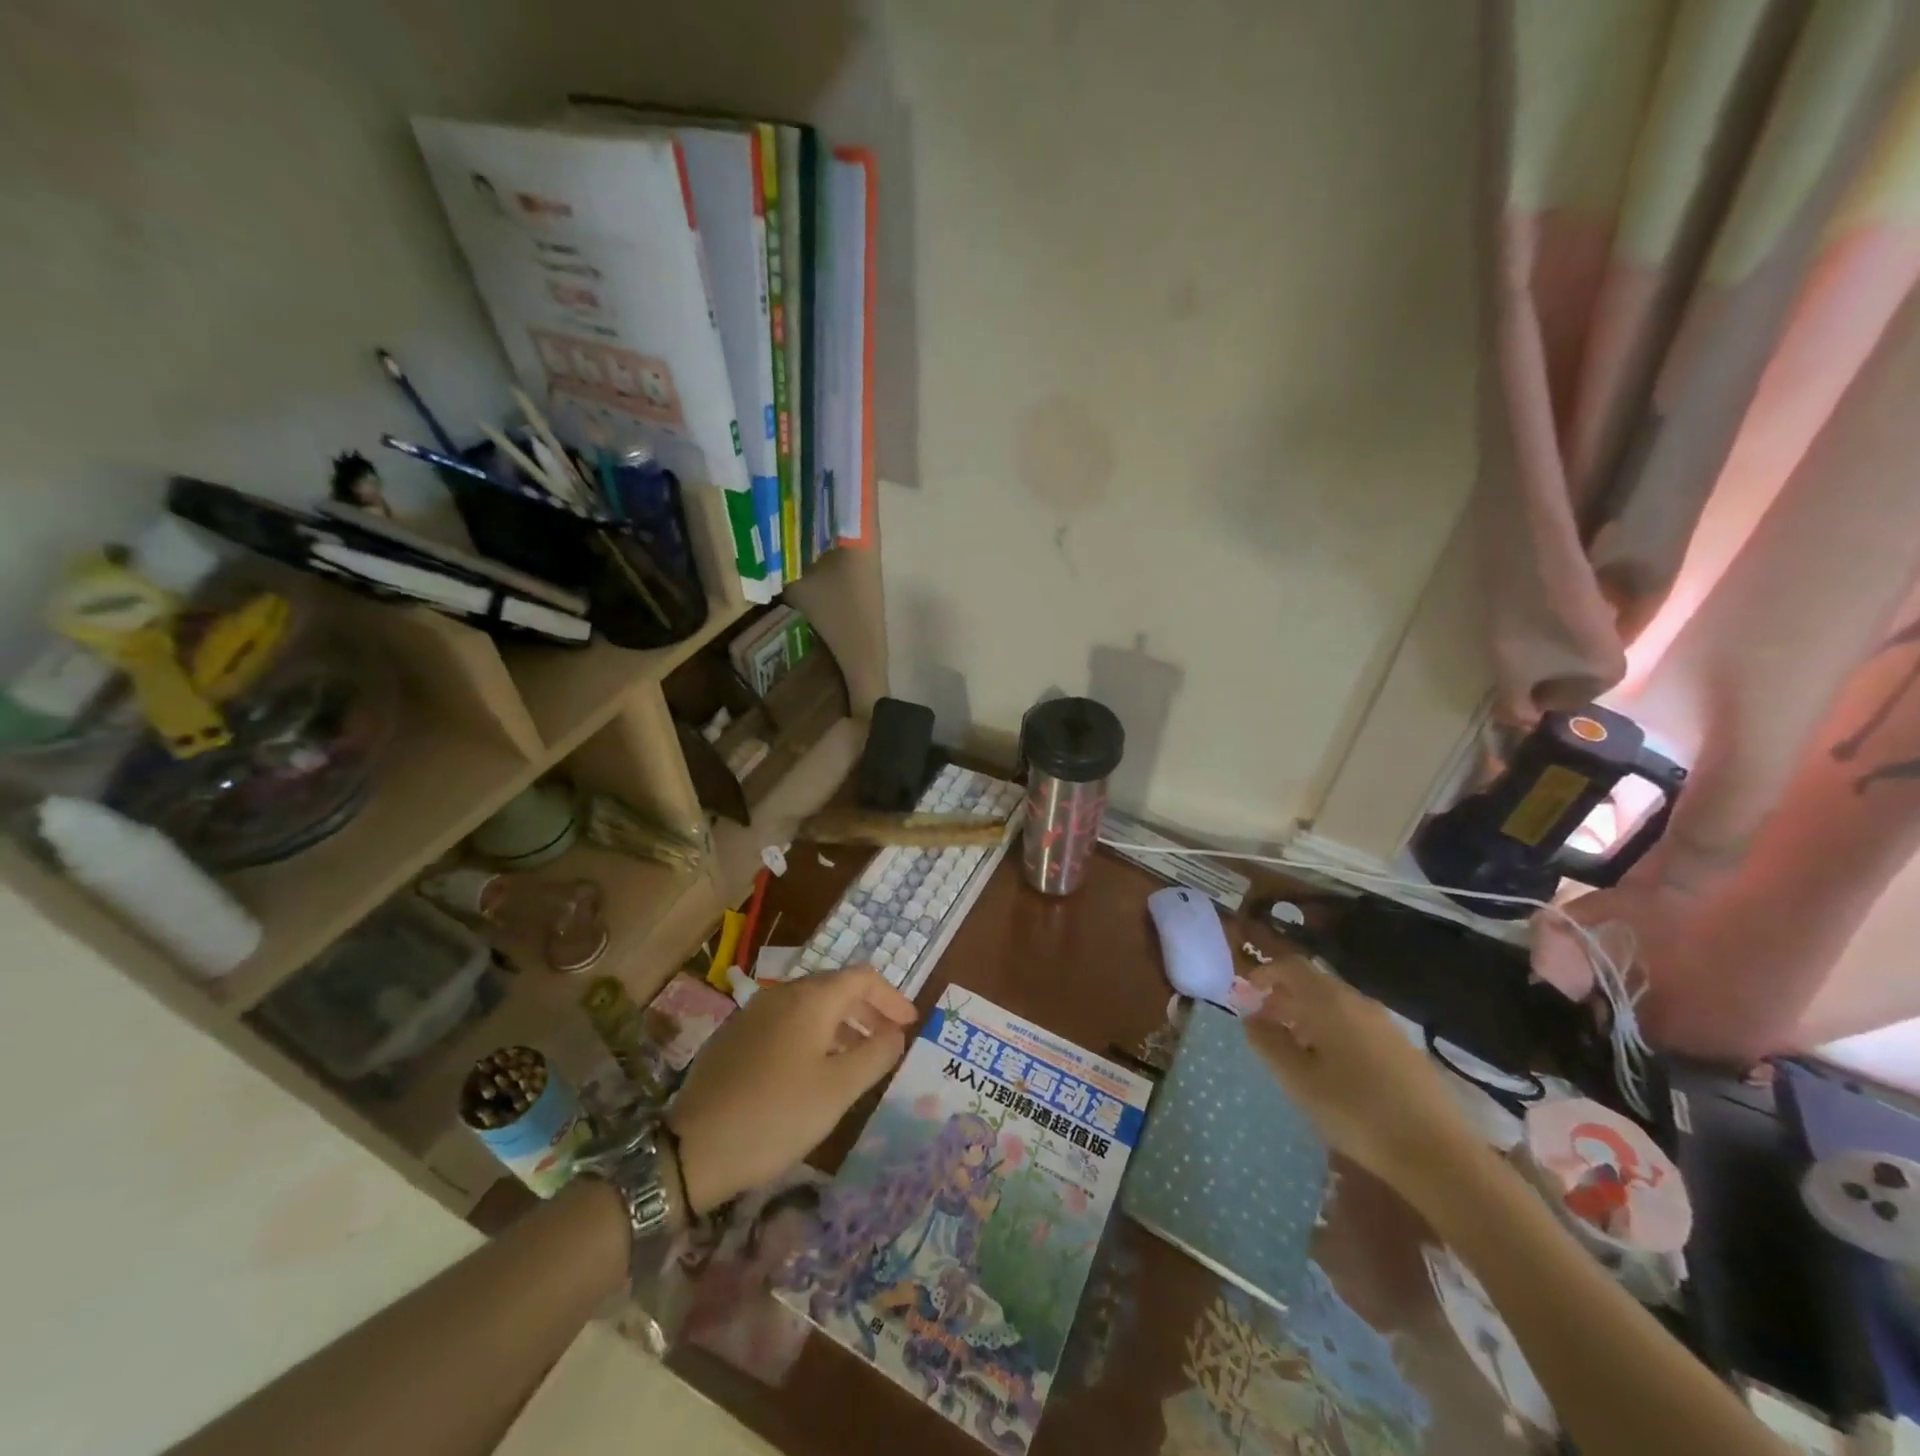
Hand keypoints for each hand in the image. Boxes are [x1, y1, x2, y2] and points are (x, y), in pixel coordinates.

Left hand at [666, 967, 914, 1216]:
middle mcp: (781, 994)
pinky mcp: (735, 1036)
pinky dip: (812, 1035)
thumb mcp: (839, 1090)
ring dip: (840, 1025)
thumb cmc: (777, 1115)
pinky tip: (813, 1071)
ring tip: (856, 1059)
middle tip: (888, 1041)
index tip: (910, 1024)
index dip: (891, 997)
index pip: (862, 978)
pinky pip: (785, 1023)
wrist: (694, 1148)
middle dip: (867, 1011)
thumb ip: (876, 1055)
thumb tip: (895, 1033)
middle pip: (835, 988)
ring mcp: (753, 1013)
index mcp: (810, 999)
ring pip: (809, 1007)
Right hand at [1242, 957, 1481, 1201]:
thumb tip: (1250, 1017)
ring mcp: (1386, 1026)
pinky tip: (1329, 1069)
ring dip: (1307, 1017)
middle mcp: (1359, 1003)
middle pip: (1314, 985)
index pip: (1291, 967)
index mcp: (1330, 1002)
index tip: (1245, 994)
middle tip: (1262, 1025)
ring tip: (1291, 1050)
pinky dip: (1331, 1032)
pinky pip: (1356, 1026)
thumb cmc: (1357, 1112)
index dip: (1265, 974)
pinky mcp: (1403, 1049)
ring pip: (1335, 1007)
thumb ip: (1268, 1043)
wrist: (1439, 1155)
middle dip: (1283, 998)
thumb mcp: (1299, 1080)